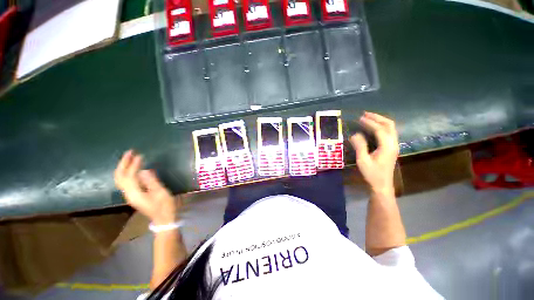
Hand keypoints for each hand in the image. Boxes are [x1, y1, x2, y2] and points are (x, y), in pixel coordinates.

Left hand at [114, 150, 180, 224]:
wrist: (163, 219)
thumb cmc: (165, 206)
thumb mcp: (161, 193)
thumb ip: (152, 182)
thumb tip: (145, 170)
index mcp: (135, 194)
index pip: (130, 176)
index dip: (134, 165)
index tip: (140, 155)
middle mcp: (129, 194)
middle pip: (120, 177)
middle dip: (123, 164)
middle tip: (130, 152)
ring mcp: (130, 195)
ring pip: (121, 179)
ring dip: (123, 167)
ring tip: (130, 157)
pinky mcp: (134, 195)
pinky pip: (126, 181)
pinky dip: (127, 172)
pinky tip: (133, 168)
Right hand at [349, 112, 398, 194]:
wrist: (382, 185)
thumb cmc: (371, 174)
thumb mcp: (363, 161)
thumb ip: (359, 146)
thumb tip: (355, 134)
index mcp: (387, 146)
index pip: (379, 129)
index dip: (370, 123)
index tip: (360, 118)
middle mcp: (393, 144)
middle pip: (389, 125)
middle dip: (377, 118)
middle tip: (365, 114)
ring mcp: (394, 146)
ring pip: (391, 128)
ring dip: (380, 121)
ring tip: (369, 118)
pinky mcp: (392, 148)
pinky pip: (389, 132)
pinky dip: (382, 126)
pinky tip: (374, 127)